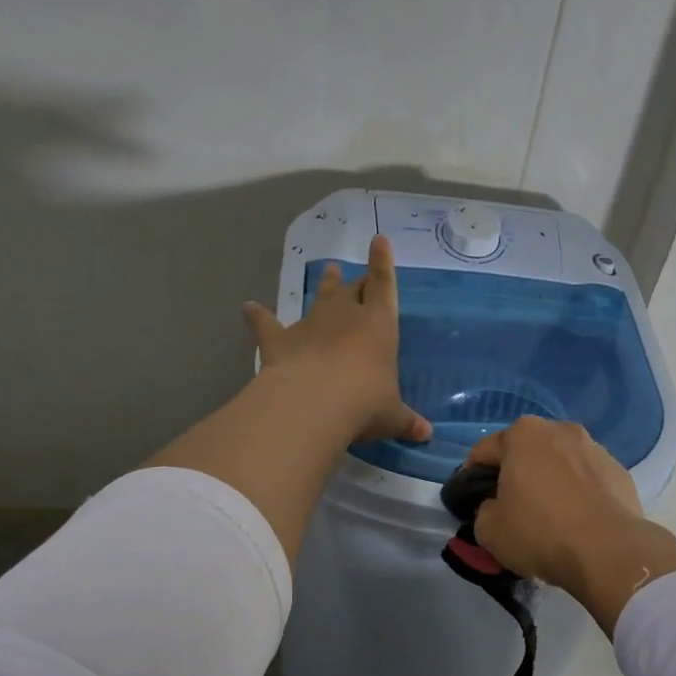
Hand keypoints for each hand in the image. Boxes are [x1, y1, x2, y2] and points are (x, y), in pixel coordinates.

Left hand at [243, 235, 431, 445]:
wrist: (313, 405)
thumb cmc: (365, 404)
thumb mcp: (391, 416)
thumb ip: (407, 421)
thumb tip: (427, 435)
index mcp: (379, 326)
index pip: (384, 285)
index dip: (383, 262)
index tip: (379, 240)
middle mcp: (346, 316)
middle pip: (353, 289)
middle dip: (358, 281)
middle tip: (358, 276)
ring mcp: (310, 325)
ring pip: (320, 297)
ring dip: (325, 284)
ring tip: (328, 270)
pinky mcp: (279, 340)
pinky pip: (266, 324)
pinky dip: (257, 316)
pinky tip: (248, 308)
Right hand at [464, 417, 644, 585]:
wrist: (608, 551)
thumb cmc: (540, 532)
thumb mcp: (488, 530)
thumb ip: (483, 510)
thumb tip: (495, 507)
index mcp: (523, 434)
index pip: (484, 452)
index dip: (472, 477)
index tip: (471, 502)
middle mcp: (560, 430)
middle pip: (526, 452)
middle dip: (516, 474)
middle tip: (511, 508)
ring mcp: (595, 448)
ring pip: (560, 463)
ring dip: (550, 481)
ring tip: (549, 516)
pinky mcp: (620, 471)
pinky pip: (588, 480)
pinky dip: (579, 493)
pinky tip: (578, 521)